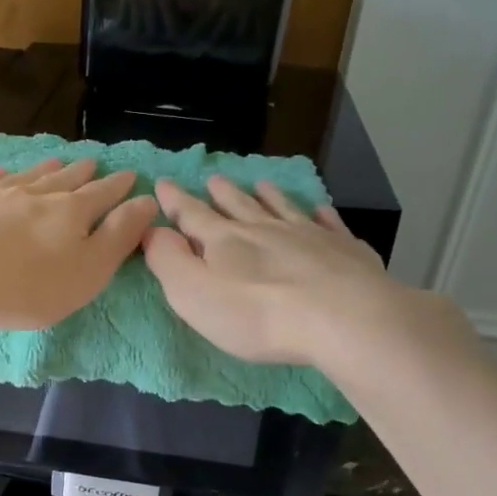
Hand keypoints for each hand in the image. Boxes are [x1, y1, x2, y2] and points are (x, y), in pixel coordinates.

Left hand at [0, 157, 154, 330]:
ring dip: (44, 169)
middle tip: (92, 162)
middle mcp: (34, 193)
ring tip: (55, 161)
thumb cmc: (30, 286)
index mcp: (70, 212)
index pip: (102, 194)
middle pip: (64, 179)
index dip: (118, 186)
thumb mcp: (89, 270)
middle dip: (82, 172)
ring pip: (26, 176)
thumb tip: (148, 201)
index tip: (130, 176)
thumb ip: (119, 236)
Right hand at [144, 175, 452, 366]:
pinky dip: (320, 213)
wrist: (342, 317)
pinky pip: (328, 224)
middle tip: (214, 179)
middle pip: (239, 206)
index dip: (175, 201)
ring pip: (282, 208)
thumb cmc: (258, 314)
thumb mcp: (194, 294)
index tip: (164, 182)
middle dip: (222, 194)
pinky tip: (320, 210)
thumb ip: (169, 261)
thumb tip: (153, 230)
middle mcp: (264, 229)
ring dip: (268, 196)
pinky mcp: (343, 250)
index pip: (192, 215)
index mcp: (224, 241)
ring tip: (261, 184)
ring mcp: (308, 235)